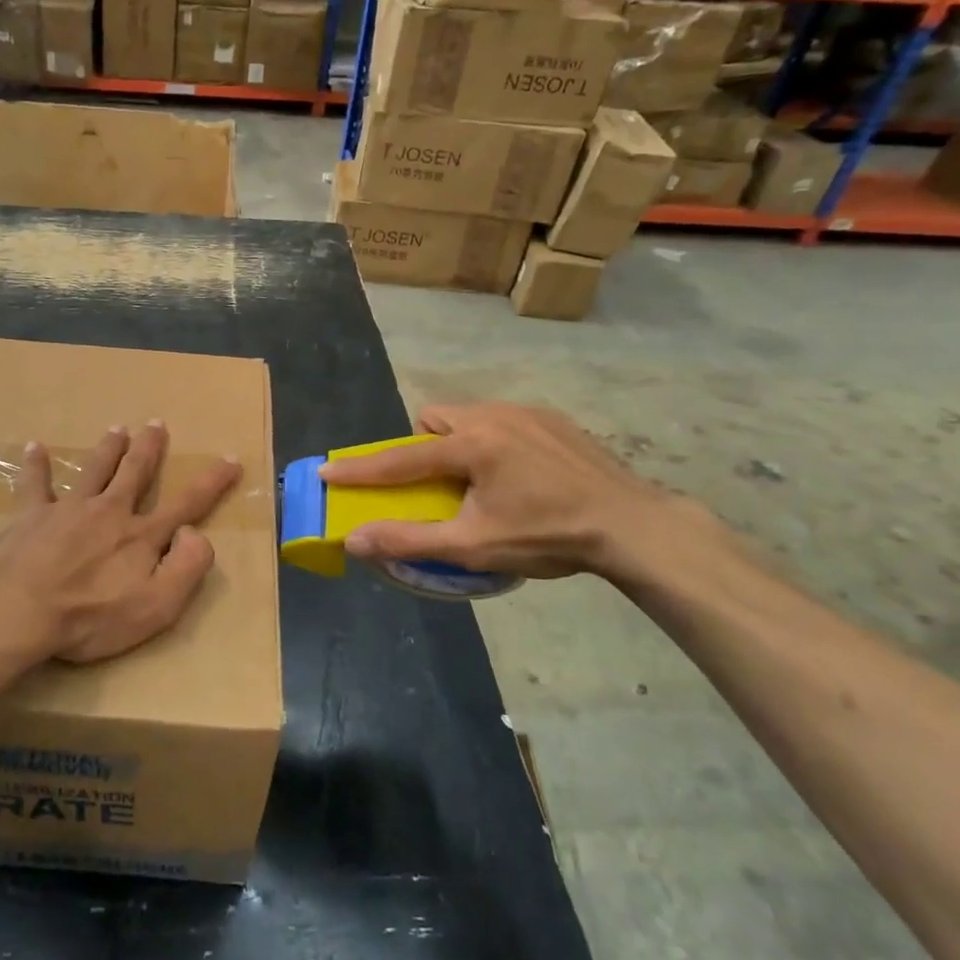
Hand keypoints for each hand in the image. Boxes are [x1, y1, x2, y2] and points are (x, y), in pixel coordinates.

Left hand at [0, 422, 241, 668]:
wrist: (17, 610)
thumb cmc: (90, 617)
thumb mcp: (156, 607)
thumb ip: (187, 568)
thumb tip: (196, 533)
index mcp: (141, 536)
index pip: (187, 504)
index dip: (212, 482)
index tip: (231, 459)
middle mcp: (109, 512)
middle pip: (134, 473)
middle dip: (149, 448)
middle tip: (156, 424)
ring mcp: (68, 510)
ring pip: (94, 470)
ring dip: (108, 449)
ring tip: (117, 429)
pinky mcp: (30, 516)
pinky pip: (35, 484)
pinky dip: (36, 465)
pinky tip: (33, 447)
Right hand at [316, 402, 673, 578]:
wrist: (632, 525)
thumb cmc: (547, 536)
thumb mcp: (473, 546)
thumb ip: (409, 540)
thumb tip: (355, 540)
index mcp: (470, 445)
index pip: (400, 458)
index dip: (360, 468)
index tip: (327, 470)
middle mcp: (493, 416)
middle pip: (434, 420)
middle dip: (423, 447)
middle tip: (438, 483)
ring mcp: (526, 413)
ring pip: (469, 416)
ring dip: (459, 442)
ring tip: (480, 479)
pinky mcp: (553, 418)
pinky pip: (502, 419)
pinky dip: (494, 441)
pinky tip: (519, 474)